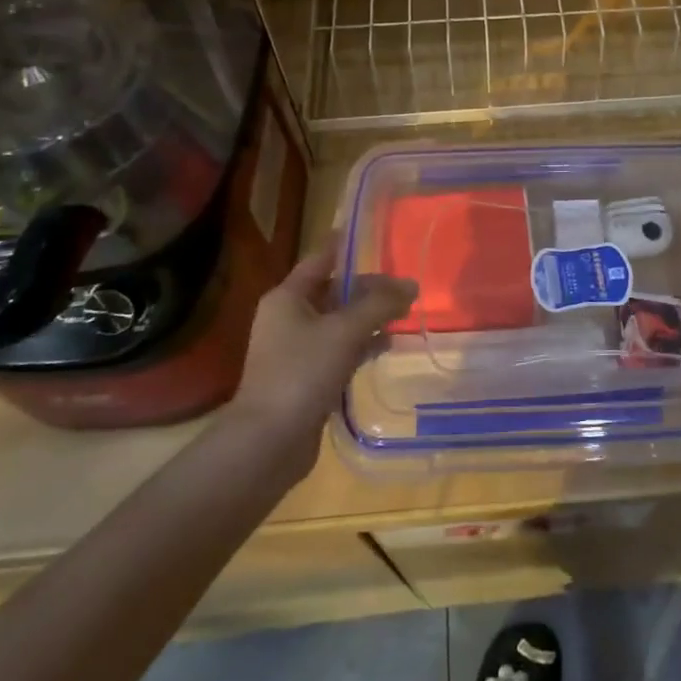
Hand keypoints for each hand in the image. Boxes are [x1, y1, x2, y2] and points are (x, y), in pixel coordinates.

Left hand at [228, 237, 416, 465]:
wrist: (268, 442)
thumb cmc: (302, 372)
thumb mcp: (345, 330)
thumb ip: (380, 304)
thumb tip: (412, 285)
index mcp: (288, 297)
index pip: (322, 259)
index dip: (348, 248)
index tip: (376, 238)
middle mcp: (288, 318)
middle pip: (334, 291)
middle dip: (369, 290)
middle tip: (405, 289)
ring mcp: (296, 350)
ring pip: (339, 323)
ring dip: (369, 318)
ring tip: (404, 315)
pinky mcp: (307, 378)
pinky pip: (339, 350)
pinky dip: (361, 345)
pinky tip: (386, 347)